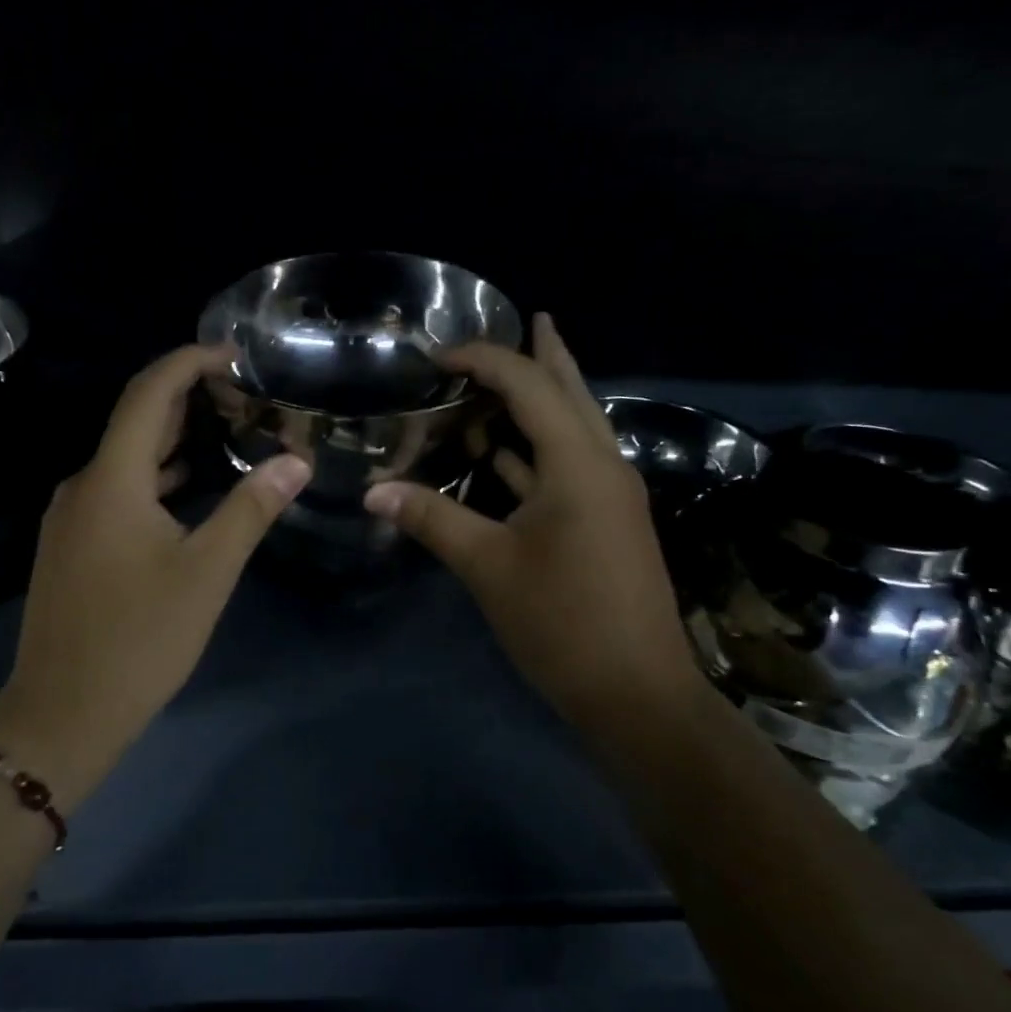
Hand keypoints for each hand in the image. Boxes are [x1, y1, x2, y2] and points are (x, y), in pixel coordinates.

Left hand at [0, 346, 310, 797]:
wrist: (63, 712)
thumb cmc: (140, 639)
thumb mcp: (207, 573)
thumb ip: (250, 510)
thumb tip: (296, 462)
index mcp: (111, 479)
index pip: (147, 393)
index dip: (189, 362)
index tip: (234, 354)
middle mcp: (83, 485)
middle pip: (135, 420)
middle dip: (187, 397)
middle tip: (244, 394)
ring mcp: (71, 516)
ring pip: (126, 457)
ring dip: (173, 438)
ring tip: (227, 431)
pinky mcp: (72, 544)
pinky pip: (116, 488)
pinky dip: (155, 475)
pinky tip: (188, 487)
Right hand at [364, 314, 705, 727]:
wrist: (637, 693)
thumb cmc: (563, 622)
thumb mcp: (488, 566)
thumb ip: (431, 520)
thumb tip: (373, 493)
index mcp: (579, 463)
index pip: (530, 386)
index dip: (485, 360)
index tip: (438, 355)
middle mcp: (603, 465)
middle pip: (572, 393)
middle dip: (546, 355)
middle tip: (530, 318)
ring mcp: (610, 495)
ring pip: (575, 428)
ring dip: (545, 399)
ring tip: (512, 375)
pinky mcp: (606, 522)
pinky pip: (570, 465)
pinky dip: (538, 449)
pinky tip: (507, 453)